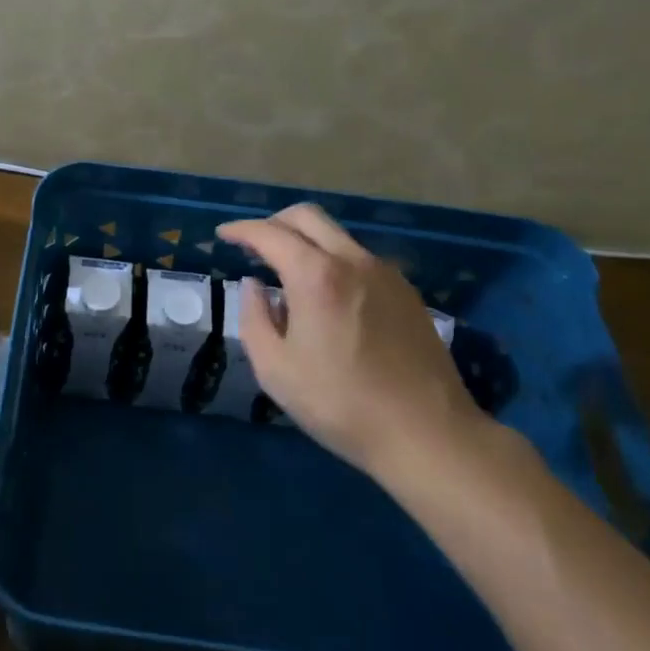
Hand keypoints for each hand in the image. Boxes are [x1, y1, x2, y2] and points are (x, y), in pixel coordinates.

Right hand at [217, 205, 491, 489]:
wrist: (427, 434)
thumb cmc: (340, 403)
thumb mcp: (275, 368)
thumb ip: (254, 317)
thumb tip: (254, 286)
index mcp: (315, 275)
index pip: (269, 234)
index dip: (241, 230)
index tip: (223, 235)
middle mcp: (352, 260)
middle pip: (307, 217)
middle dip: (274, 223)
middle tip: (254, 245)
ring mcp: (385, 273)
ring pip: (337, 235)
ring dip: (305, 241)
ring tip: (288, 274)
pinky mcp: (406, 292)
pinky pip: (359, 259)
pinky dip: (333, 261)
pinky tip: (327, 297)